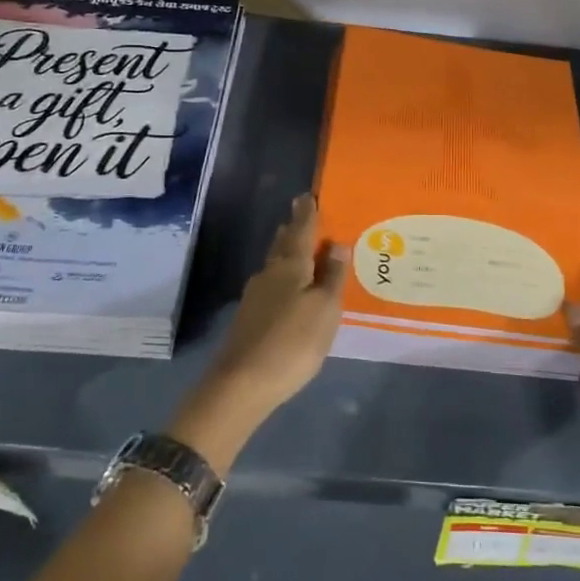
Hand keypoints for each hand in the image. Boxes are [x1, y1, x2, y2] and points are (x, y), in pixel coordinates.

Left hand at [167, 194, 345, 471]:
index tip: (307, 196)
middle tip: (306, 217)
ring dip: (288, 253)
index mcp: (290, 265)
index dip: (306, 213)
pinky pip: (272, 284)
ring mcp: (255, 295)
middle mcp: (269, 273)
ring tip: (302, 249)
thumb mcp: (325, 310)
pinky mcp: (249, 316)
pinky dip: (284, 277)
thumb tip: (337, 244)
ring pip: (275, 264)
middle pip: (283, 244)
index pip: (300, 229)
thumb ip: (332, 276)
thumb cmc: (293, 342)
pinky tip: (290, 288)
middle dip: (294, 230)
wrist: (242, 384)